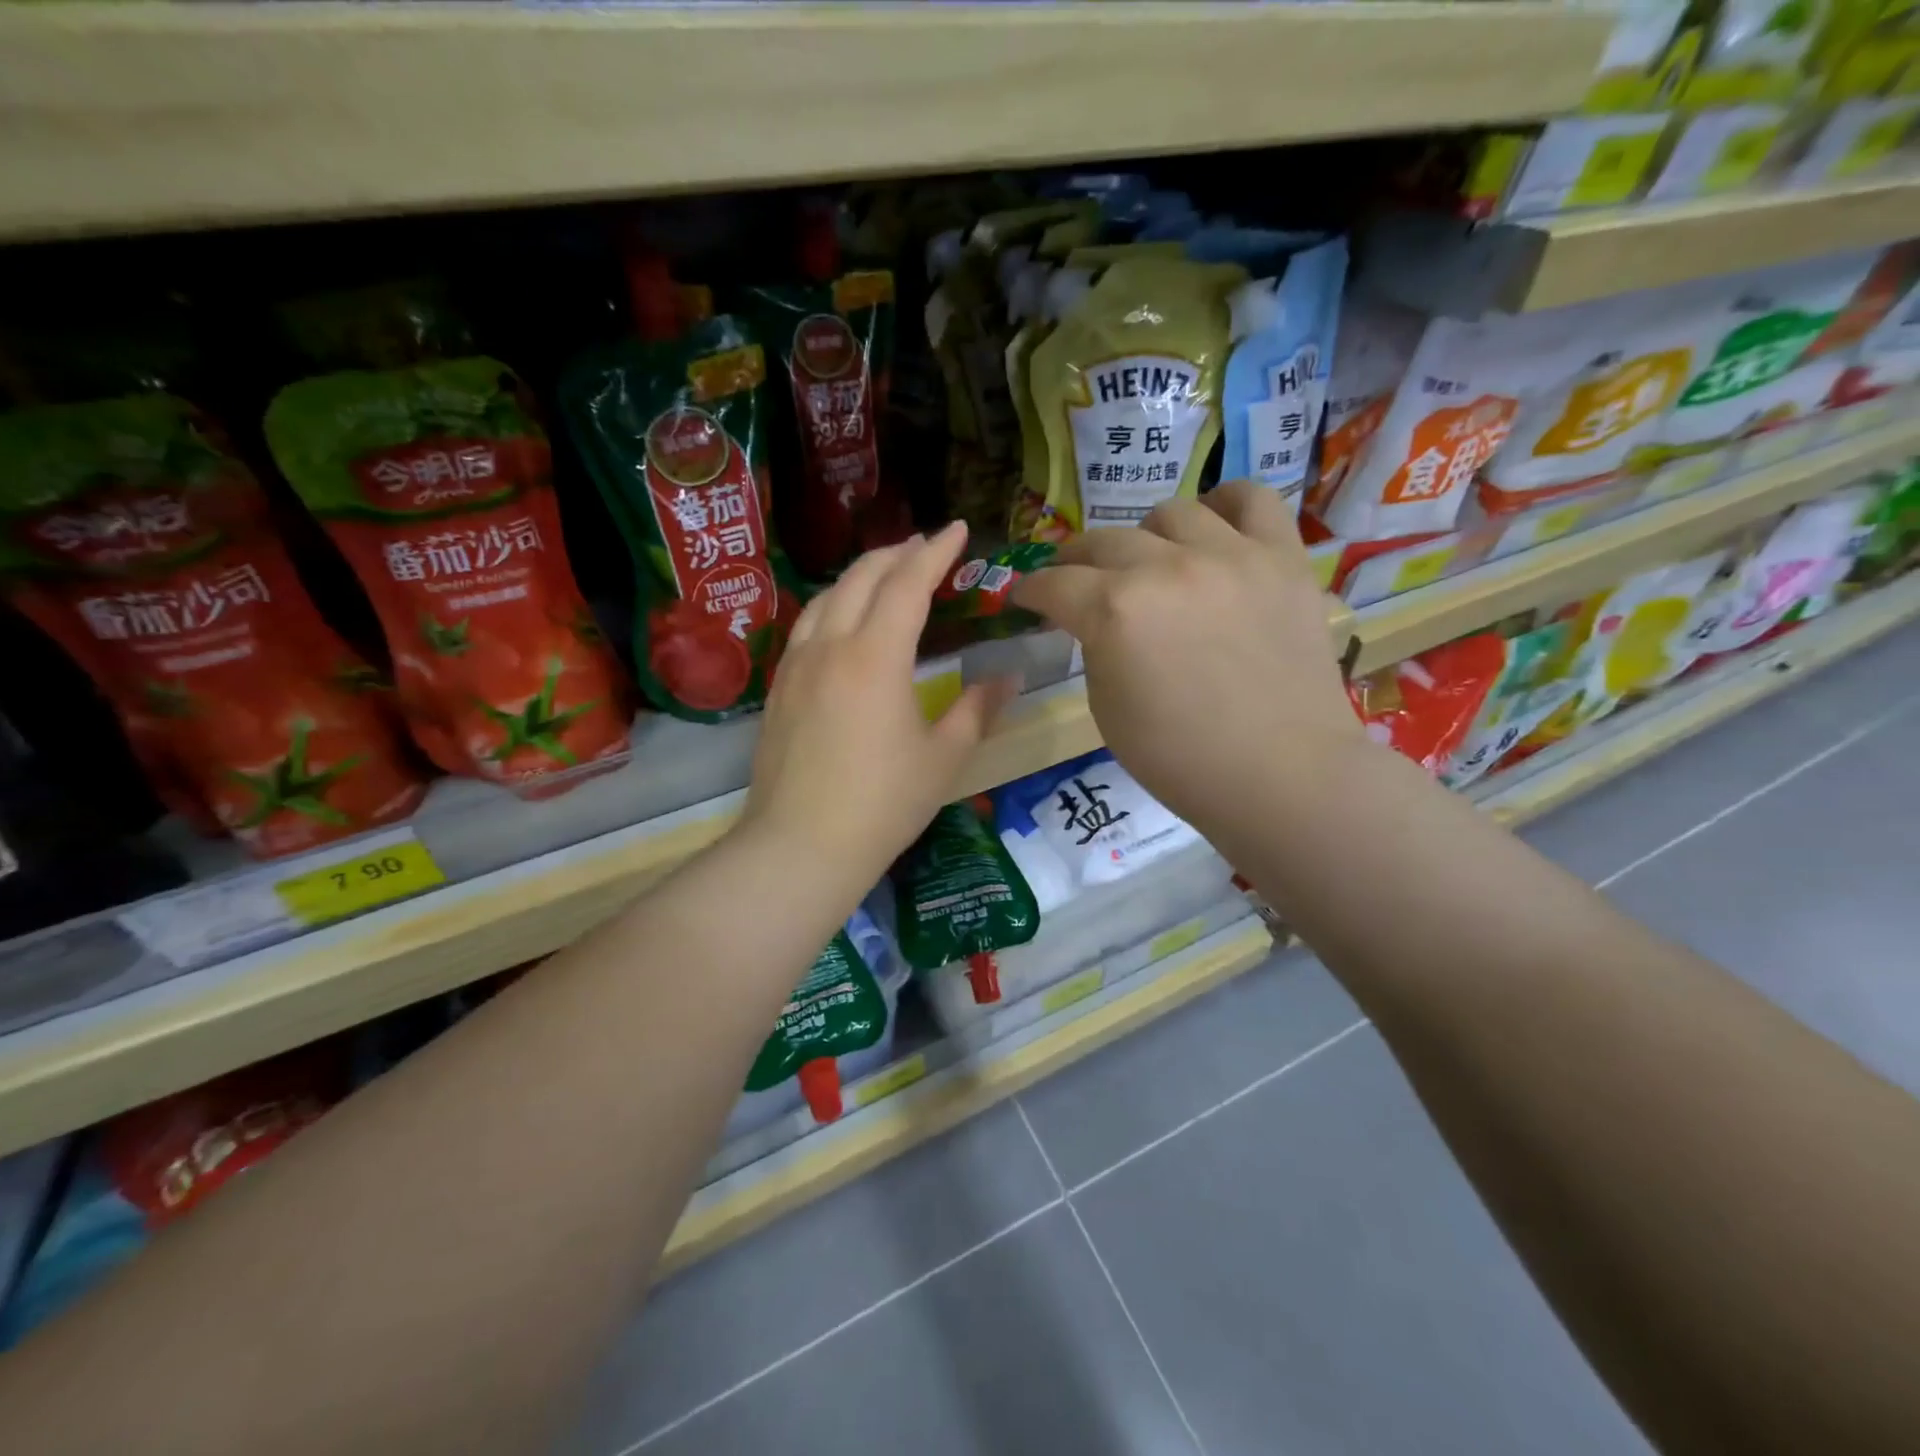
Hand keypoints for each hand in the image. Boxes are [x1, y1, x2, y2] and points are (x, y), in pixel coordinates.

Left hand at [744, 521, 1018, 884]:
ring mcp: (797, 664)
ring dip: (861, 574)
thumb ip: (977, 709)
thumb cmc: (883, 803)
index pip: (908, 583)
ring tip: (887, 572)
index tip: (958, 529)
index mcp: (876, 656)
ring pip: (827, 596)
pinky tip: (843, 620)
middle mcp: (831, 646)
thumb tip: (1008, 677)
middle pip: (862, 578)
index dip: (936, 551)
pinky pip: (808, 625)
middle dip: (898, 553)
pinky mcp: (780, 687)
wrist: (801, 845)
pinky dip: (834, 604)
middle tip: (927, 546)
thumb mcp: (943, 757)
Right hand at [1010, 481, 1359, 835]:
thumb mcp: (1106, 710)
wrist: (1280, 774)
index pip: (1055, 584)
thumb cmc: (1181, 760)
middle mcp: (1166, 568)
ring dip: (1147, 538)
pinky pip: (1253, 499)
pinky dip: (1226, 505)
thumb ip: (1095, 648)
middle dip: (1076, 561)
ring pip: (1171, 513)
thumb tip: (1096, 621)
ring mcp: (1230, 556)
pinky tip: (1215, 526)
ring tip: (1152, 560)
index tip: (1027, 596)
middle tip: (1076, 580)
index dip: (1032, 589)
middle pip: (1103, 542)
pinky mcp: (1282, 558)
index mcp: (1114, 612)